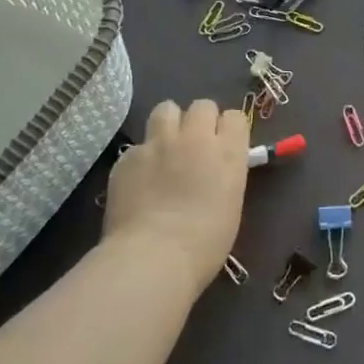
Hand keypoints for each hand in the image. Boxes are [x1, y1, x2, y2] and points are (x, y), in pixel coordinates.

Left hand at [104, 99, 249, 292]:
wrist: (153, 258)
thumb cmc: (204, 243)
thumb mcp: (231, 204)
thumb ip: (225, 175)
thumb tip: (215, 170)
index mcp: (228, 152)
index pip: (235, 117)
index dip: (228, 129)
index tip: (224, 145)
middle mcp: (195, 137)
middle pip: (202, 105)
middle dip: (200, 120)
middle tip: (195, 145)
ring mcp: (158, 143)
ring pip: (166, 109)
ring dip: (170, 124)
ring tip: (166, 147)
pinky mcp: (128, 157)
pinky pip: (138, 145)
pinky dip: (141, 158)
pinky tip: (139, 181)